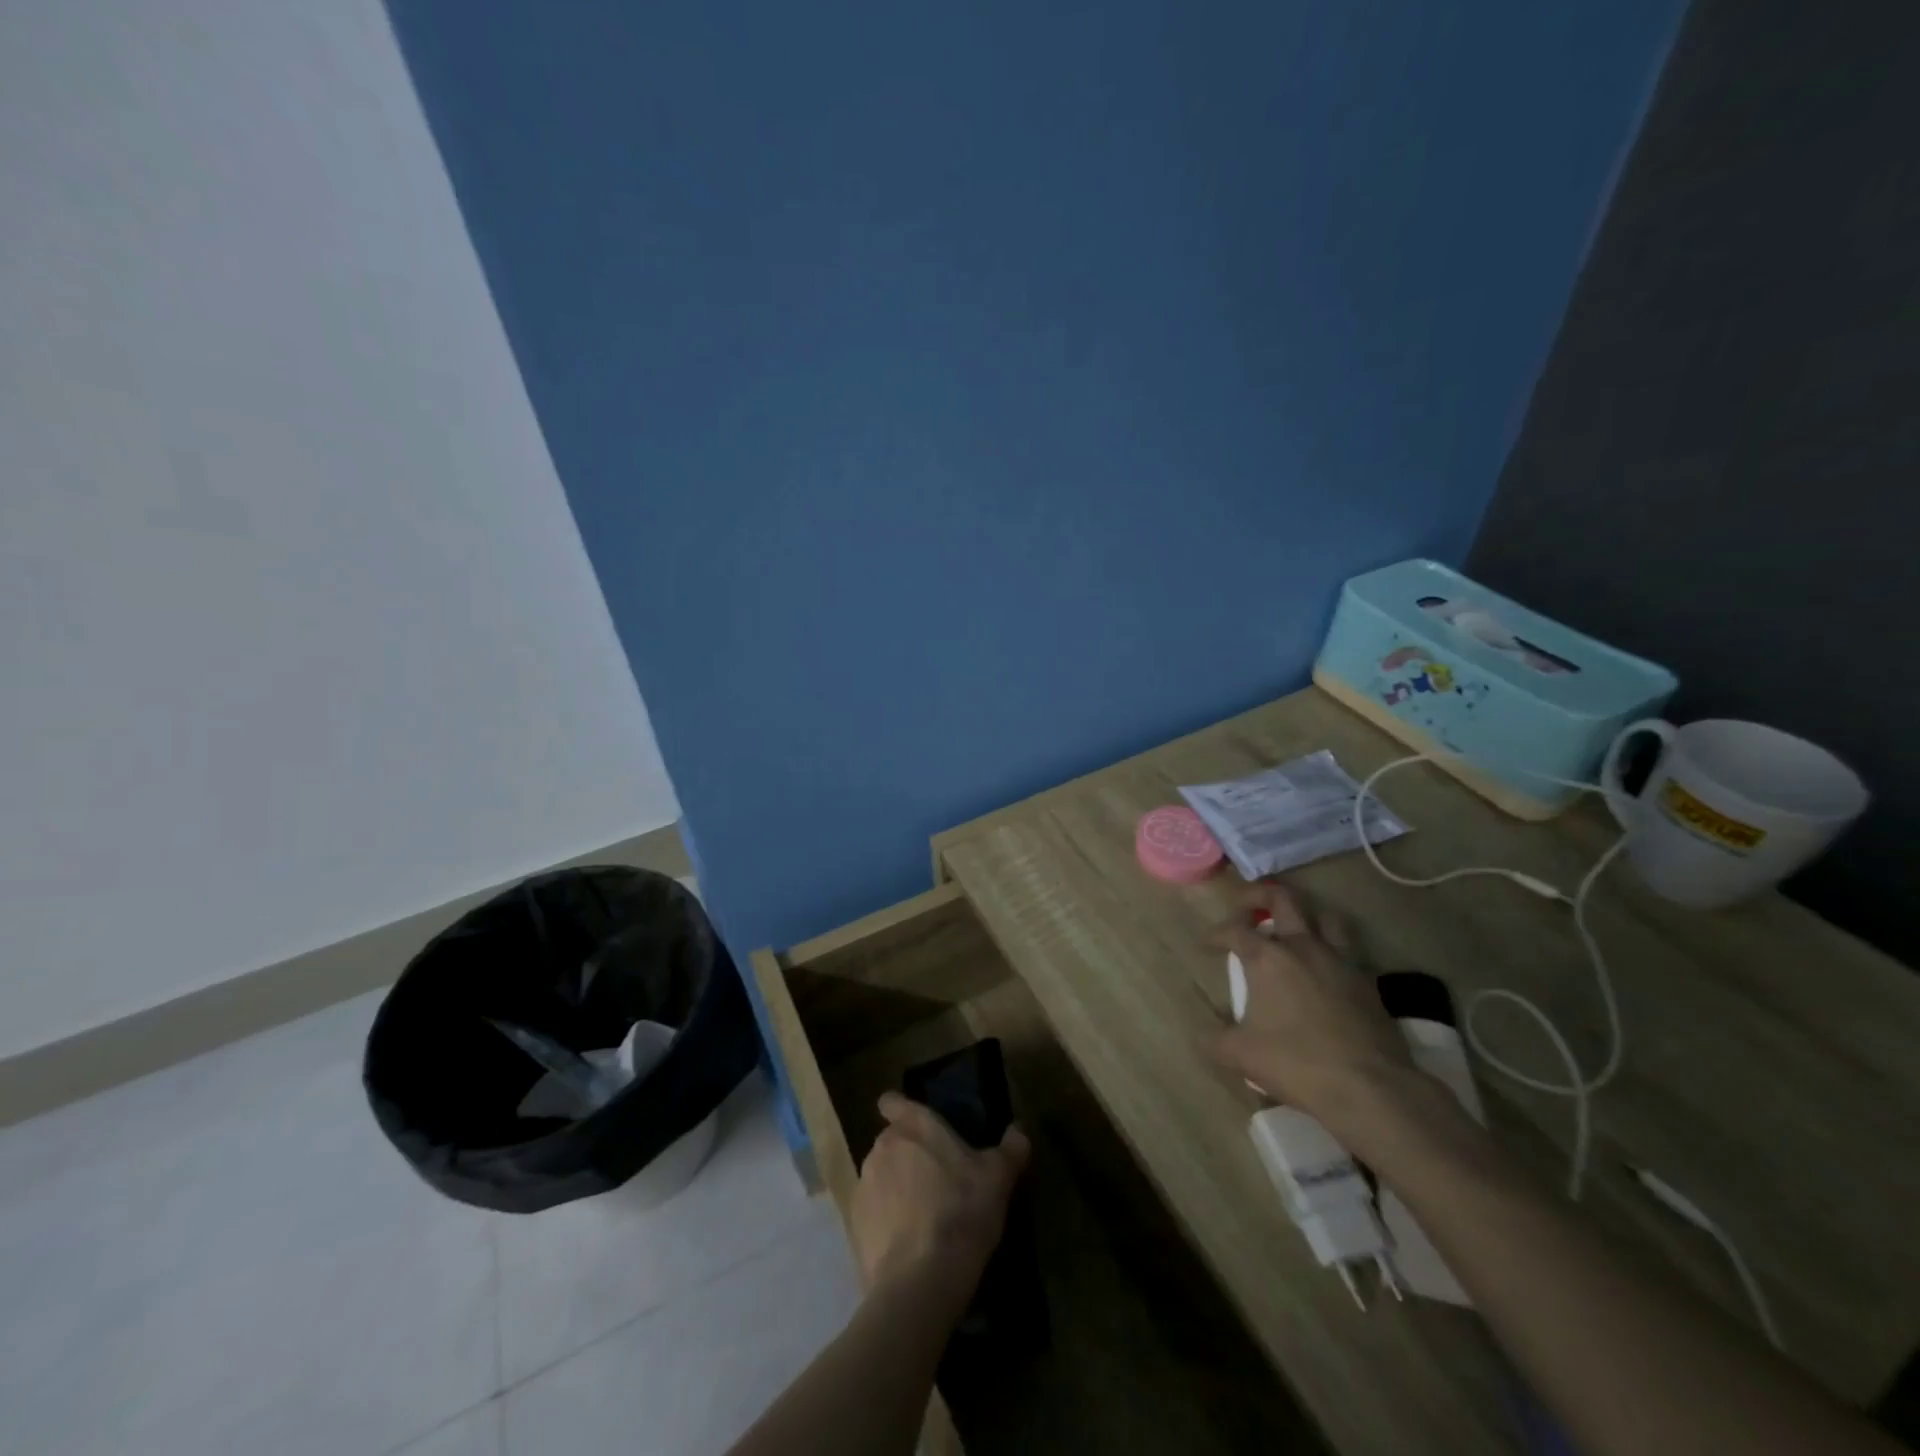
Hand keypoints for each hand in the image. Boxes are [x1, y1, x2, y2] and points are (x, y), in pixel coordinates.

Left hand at [850, 1093, 1030, 1307]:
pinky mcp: (854, 1224)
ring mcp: (864, 1184)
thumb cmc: (962, 1212)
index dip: (901, 1109)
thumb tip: (1019, 1131)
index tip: (917, 1128)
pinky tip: (907, 1244)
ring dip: (896, 1188)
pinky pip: (871, 1212)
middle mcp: (883, 1146)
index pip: (894, 1102)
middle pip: (892, 1142)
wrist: (921, 1280)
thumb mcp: (998, 1179)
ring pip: (881, 1176)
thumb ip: (1010, 1149)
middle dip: (909, 1156)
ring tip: (923, 1218)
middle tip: (936, 1182)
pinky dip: (884, 1221)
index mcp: (914, 1126)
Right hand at [1211, 882, 1416, 1128]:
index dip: (1216, 933)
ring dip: (1305, 916)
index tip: (1208, 944)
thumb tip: (1201, 1034)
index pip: (1234, 930)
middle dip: (1259, 895)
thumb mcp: (1240, 1056)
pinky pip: (1349, 950)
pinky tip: (1325, 969)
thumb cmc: (1296, 1063)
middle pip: (1282, 898)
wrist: (1370, 1087)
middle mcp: (1303, 947)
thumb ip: (1214, 1039)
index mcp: (1268, 958)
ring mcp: (1340, 961)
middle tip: (1246, 907)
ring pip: (1324, 916)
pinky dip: (1333, 950)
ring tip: (1292, 930)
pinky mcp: (1368, 981)